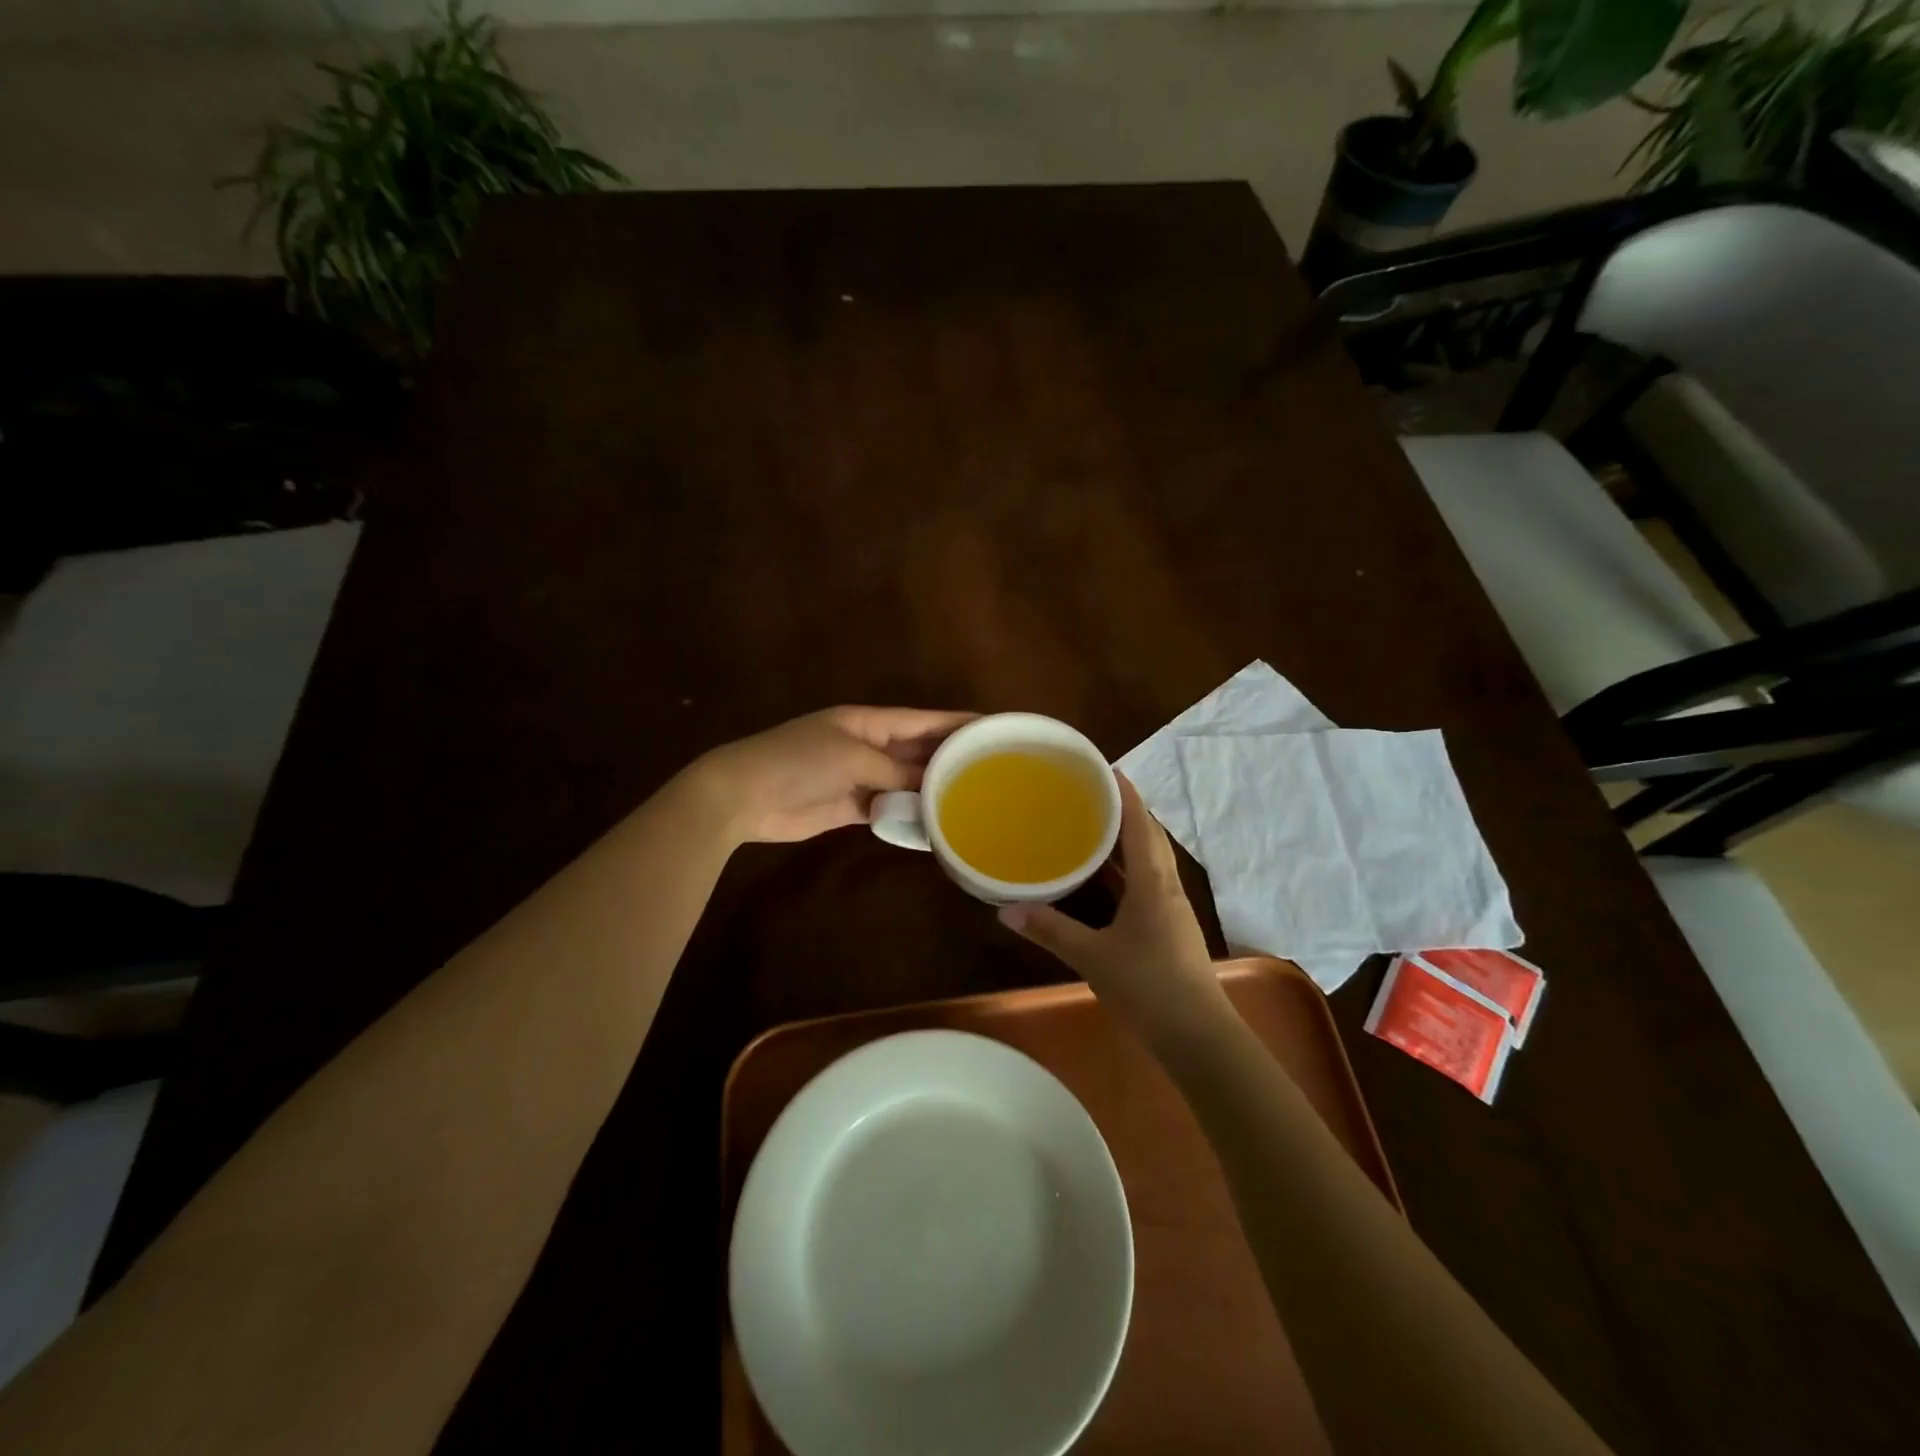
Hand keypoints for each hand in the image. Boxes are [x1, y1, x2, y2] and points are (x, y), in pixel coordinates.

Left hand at [694, 706, 975, 843]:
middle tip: (993, 770)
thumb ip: (895, 771)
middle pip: (917, 751)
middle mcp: (869, 746)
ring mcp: (860, 777)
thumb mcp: (853, 757)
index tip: (992, 726)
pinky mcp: (851, 807)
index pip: (923, 720)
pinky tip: (936, 825)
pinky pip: (889, 809)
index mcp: (869, 722)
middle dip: (950, 758)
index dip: (956, 723)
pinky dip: (909, 816)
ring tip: (973, 800)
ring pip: (906, 782)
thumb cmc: (799, 762)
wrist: (744, 795)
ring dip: (932, 790)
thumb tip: (931, 787)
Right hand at [997, 774, 1225, 1039]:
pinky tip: (1109, 879)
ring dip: (1131, 839)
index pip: (1141, 825)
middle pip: (1151, 837)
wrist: (1198, 1035)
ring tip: (1098, 825)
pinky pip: (1150, 882)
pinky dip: (1130, 868)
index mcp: (1153, 882)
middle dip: (1128, 811)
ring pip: (1153, 860)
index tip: (1107, 768)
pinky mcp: (1172, 928)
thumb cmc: (1148, 986)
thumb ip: (1050, 931)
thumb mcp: (1092, 957)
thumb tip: (1005, 910)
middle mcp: (1167, 887)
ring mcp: (1173, 908)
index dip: (1127, 795)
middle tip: (1095, 793)